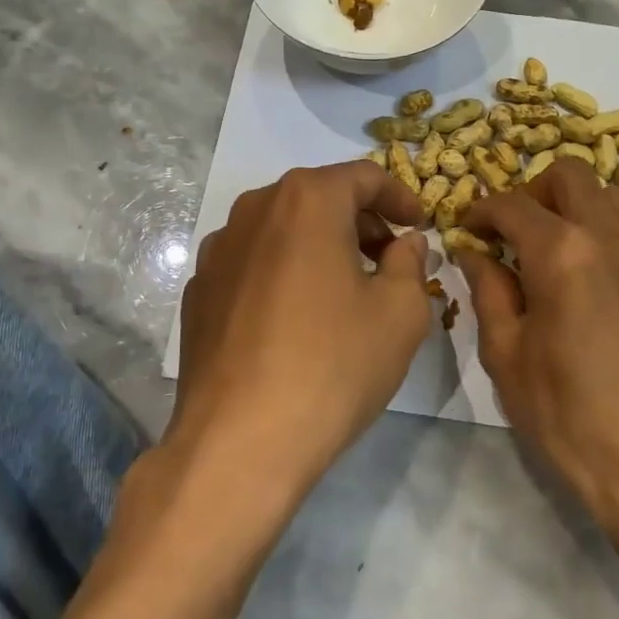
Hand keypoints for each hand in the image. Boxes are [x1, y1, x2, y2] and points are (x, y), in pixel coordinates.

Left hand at [169, 161, 430, 497]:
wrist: (238, 442)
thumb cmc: (333, 364)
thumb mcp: (400, 313)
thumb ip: (410, 262)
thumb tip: (406, 242)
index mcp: (306, 199)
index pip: (364, 176)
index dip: (400, 197)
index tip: (420, 226)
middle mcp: (255, 208)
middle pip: (319, 197)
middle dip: (361, 221)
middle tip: (390, 259)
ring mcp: (218, 249)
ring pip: (283, 228)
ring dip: (320, 245)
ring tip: (345, 289)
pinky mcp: (198, 289)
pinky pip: (253, 263)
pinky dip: (283, 271)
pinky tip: (296, 318)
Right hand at [456, 160, 618, 537]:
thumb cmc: (566, 414)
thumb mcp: (505, 354)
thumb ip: (487, 290)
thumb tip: (474, 252)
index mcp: (562, 253)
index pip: (513, 205)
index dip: (481, 209)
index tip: (466, 228)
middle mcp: (610, 238)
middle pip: (571, 175)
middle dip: (533, 190)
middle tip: (515, 230)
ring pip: (613, 195)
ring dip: (577, 205)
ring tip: (557, 247)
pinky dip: (608, 236)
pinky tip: (595, 282)